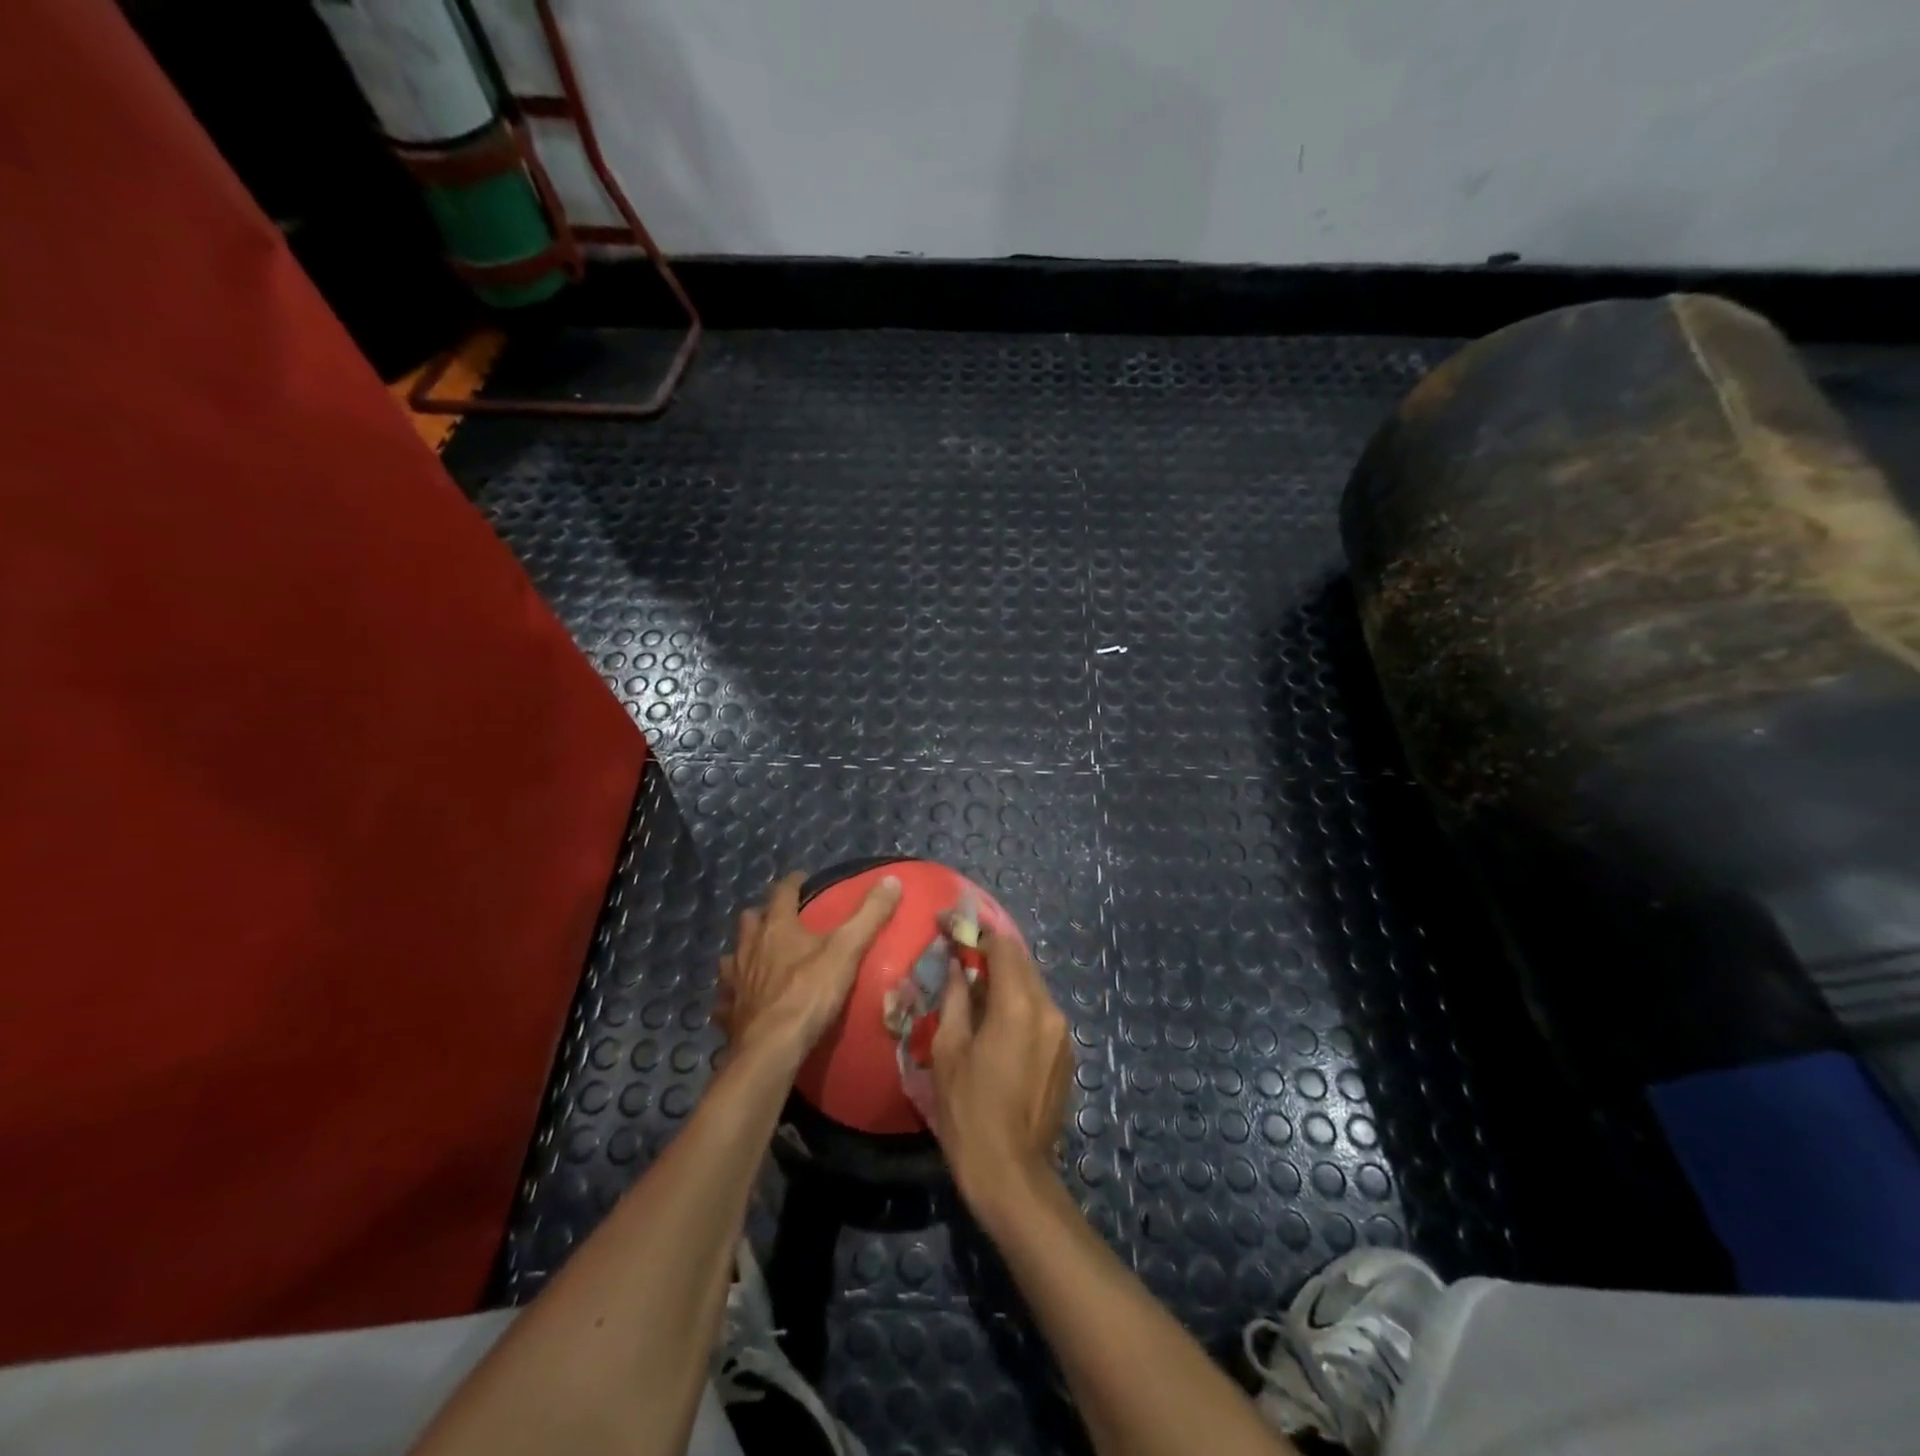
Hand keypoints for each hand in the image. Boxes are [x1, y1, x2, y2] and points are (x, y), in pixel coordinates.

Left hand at [716, 871, 901, 1069]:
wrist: (771, 1049)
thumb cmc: (809, 994)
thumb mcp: (847, 951)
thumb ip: (869, 915)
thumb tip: (892, 880)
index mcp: (776, 927)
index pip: (782, 892)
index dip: (793, 883)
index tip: (802, 879)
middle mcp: (749, 947)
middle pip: (749, 920)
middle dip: (763, 915)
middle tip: (781, 920)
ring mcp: (734, 980)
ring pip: (732, 956)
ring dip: (744, 953)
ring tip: (759, 959)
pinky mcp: (728, 1012)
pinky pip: (726, 997)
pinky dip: (733, 995)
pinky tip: (743, 1002)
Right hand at [928, 927, 1072, 1211]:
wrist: (1011, 1174)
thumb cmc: (969, 1112)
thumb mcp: (949, 1051)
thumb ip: (954, 999)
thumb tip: (956, 965)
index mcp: (1018, 1005)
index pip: (1002, 946)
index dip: (976, 932)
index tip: (952, 926)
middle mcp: (1048, 1009)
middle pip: (1021, 963)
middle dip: (991, 953)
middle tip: (960, 953)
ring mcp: (1062, 1032)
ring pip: (1033, 986)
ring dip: (1006, 979)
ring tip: (975, 986)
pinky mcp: (1066, 1053)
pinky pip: (1041, 1012)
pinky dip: (1019, 1003)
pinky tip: (996, 1020)